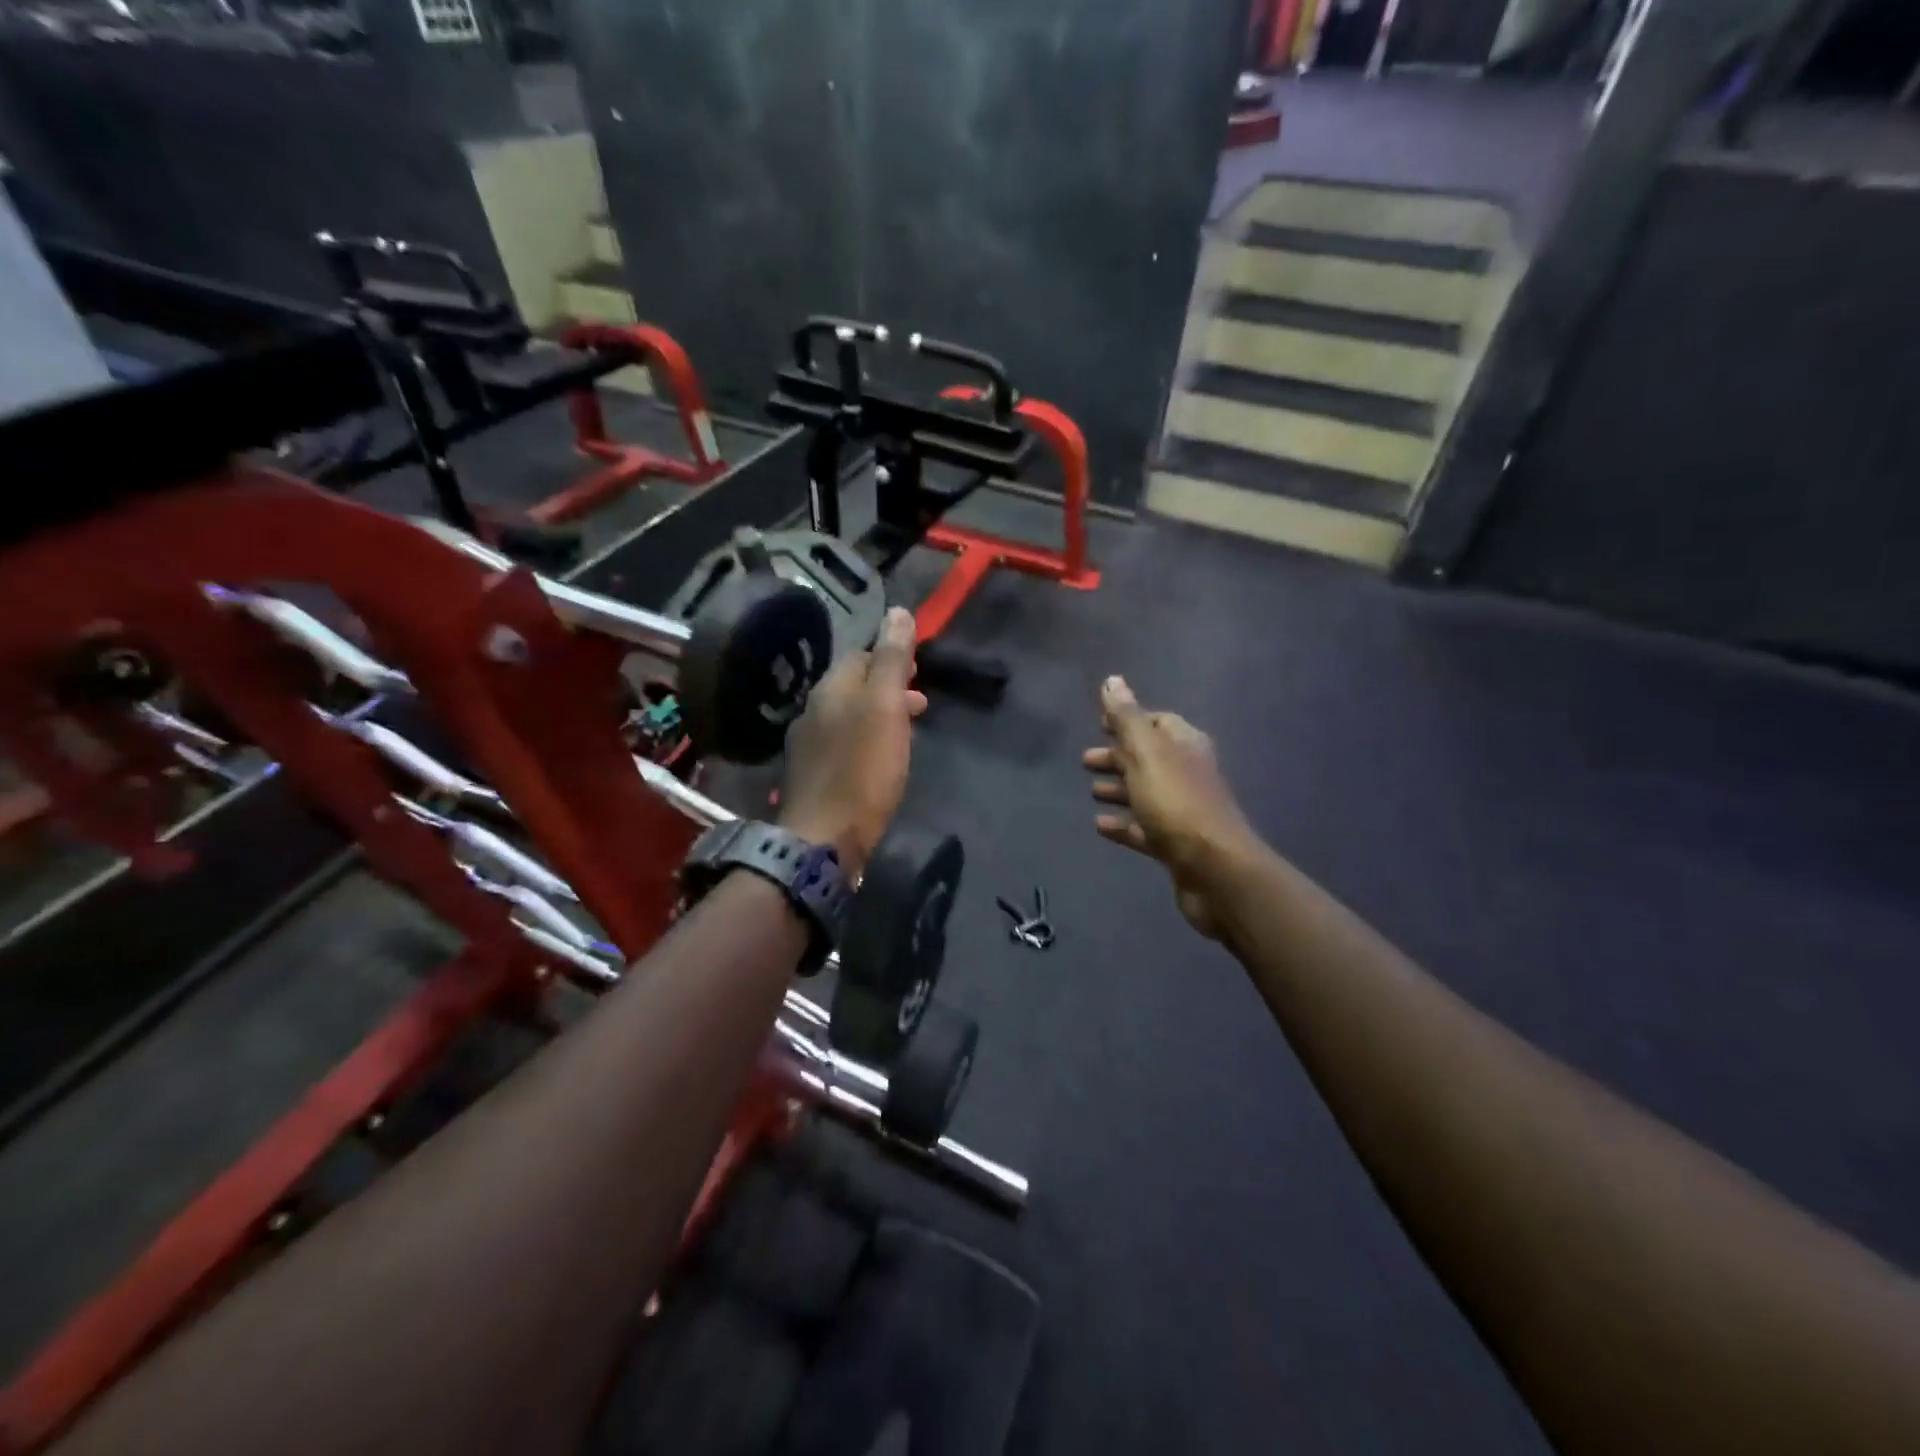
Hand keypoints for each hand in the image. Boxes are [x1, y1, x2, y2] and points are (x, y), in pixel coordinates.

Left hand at [780, 607, 927, 878]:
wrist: (825, 838)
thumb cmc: (862, 769)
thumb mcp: (885, 707)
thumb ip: (891, 660)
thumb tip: (897, 611)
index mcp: (830, 689)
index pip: (861, 656)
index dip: (891, 657)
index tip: (918, 670)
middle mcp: (814, 711)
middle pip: (854, 686)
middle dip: (888, 687)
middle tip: (920, 701)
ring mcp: (810, 745)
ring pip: (850, 716)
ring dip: (880, 714)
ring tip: (909, 730)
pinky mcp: (815, 776)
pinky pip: (845, 744)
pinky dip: (868, 740)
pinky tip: (881, 759)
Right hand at [1082, 676, 1255, 938]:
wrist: (1215, 871)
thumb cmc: (1177, 803)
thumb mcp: (1146, 753)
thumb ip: (1126, 718)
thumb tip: (1112, 679)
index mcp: (1186, 745)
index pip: (1157, 722)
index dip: (1129, 720)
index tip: (1099, 723)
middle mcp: (1188, 773)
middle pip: (1149, 758)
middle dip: (1118, 756)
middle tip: (1085, 760)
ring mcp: (1184, 811)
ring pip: (1146, 793)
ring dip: (1120, 789)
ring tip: (1091, 790)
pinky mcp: (1176, 845)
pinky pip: (1144, 828)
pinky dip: (1123, 825)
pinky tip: (1100, 826)